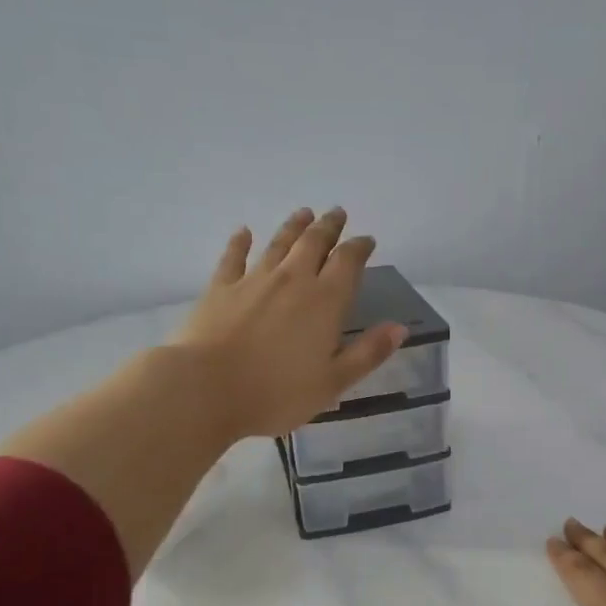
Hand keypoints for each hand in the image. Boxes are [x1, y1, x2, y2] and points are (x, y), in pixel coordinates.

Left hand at [170, 207, 406, 439]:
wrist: (205, 389)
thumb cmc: (276, 392)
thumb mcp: (333, 382)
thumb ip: (368, 353)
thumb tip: (400, 327)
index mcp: (325, 301)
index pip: (348, 262)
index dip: (359, 248)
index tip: (366, 240)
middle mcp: (292, 280)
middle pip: (314, 243)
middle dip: (329, 226)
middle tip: (337, 213)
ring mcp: (253, 280)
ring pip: (278, 243)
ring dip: (294, 226)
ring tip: (304, 212)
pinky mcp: (220, 288)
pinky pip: (233, 257)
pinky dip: (240, 242)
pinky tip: (244, 232)